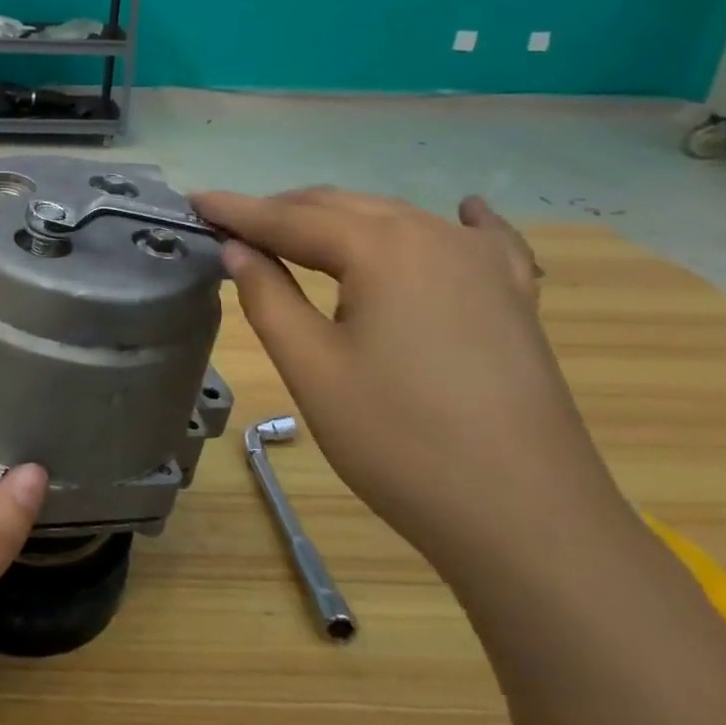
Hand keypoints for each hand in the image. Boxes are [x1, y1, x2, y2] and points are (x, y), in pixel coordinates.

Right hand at [191, 187, 620, 571]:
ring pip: (395, 219)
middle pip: (341, 208)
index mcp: (381, 248)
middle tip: (231, 225)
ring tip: (295, 232)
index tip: (193, 201)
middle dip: (282, 212)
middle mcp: (434, 236)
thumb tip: (236, 248)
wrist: (531, 523)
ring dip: (340, 220)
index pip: (289, 219)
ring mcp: (483, 265)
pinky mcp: (514, 299)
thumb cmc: (401, 442)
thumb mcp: (311, 367)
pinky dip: (458, 222)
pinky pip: (481, 241)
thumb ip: (267, 295)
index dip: (236, 211)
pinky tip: (463, 209)